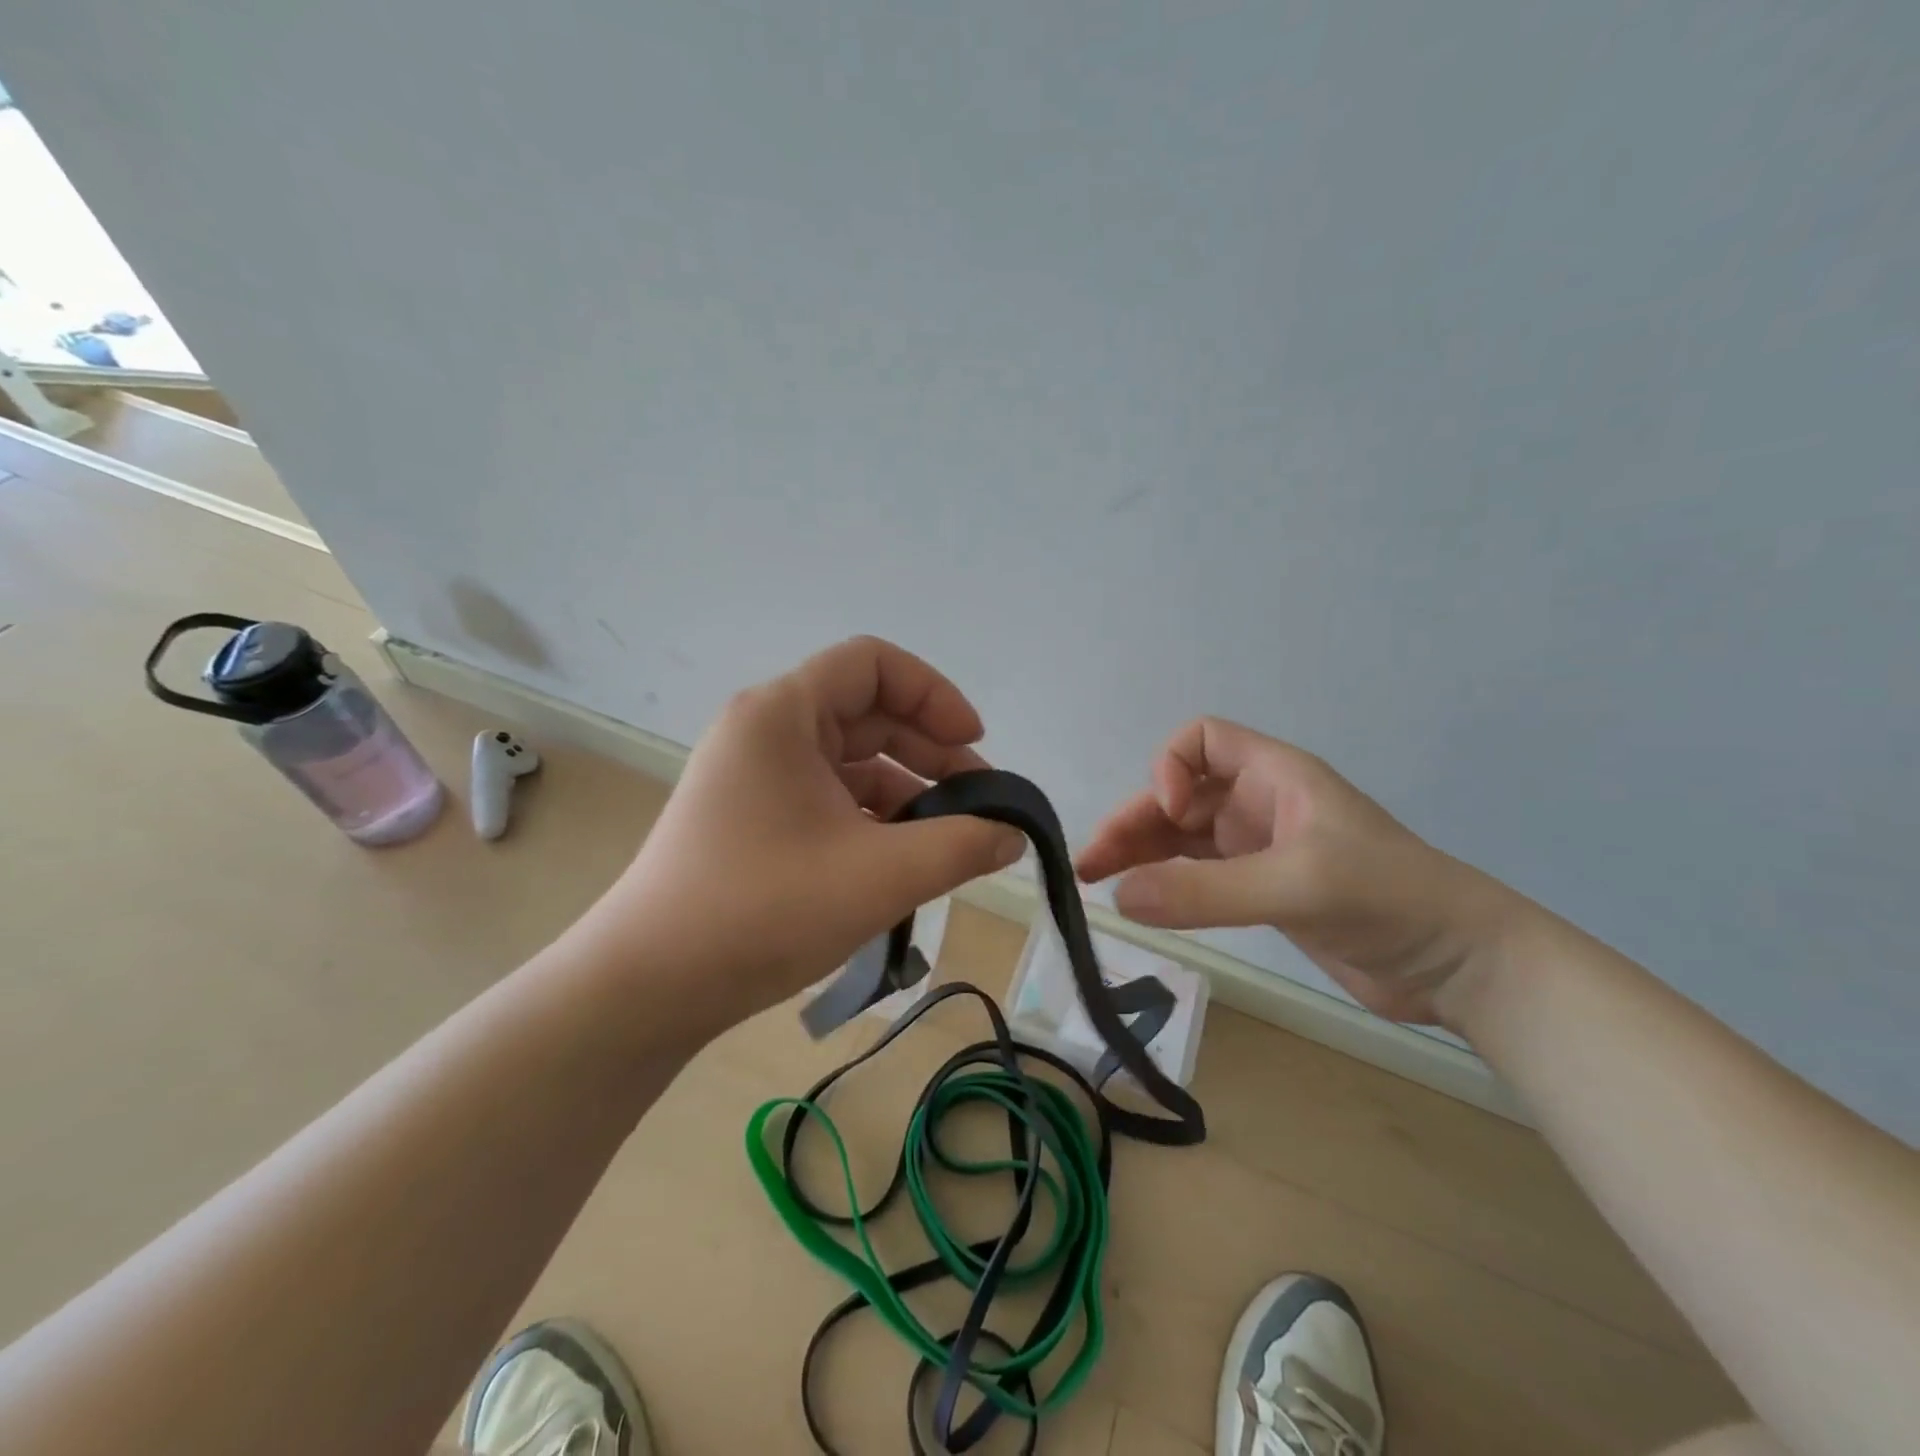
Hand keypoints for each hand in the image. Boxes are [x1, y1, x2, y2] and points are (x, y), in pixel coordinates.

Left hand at [587, 637, 1025, 1033]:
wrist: (649, 987)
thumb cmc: (764, 910)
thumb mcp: (881, 875)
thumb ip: (962, 845)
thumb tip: (1013, 834)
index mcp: (782, 713)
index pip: (873, 664)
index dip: (934, 694)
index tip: (974, 746)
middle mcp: (765, 730)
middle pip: (866, 713)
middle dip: (930, 753)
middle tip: (979, 806)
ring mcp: (755, 776)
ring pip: (850, 762)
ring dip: (906, 792)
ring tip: (949, 843)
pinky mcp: (753, 818)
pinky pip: (828, 798)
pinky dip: (872, 820)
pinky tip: (903, 862)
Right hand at [1075, 717, 1522, 1026]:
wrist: (1461, 965)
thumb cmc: (1389, 899)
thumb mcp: (1296, 885)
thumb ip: (1206, 891)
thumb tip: (1119, 897)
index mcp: (1275, 777)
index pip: (1202, 740)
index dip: (1172, 766)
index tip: (1168, 812)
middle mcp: (1259, 805)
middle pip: (1179, 796)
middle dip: (1134, 821)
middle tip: (1091, 864)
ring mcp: (1259, 850)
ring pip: (1181, 839)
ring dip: (1139, 854)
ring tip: (1094, 881)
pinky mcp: (1260, 892)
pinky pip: (1197, 876)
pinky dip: (1164, 884)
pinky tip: (1138, 902)